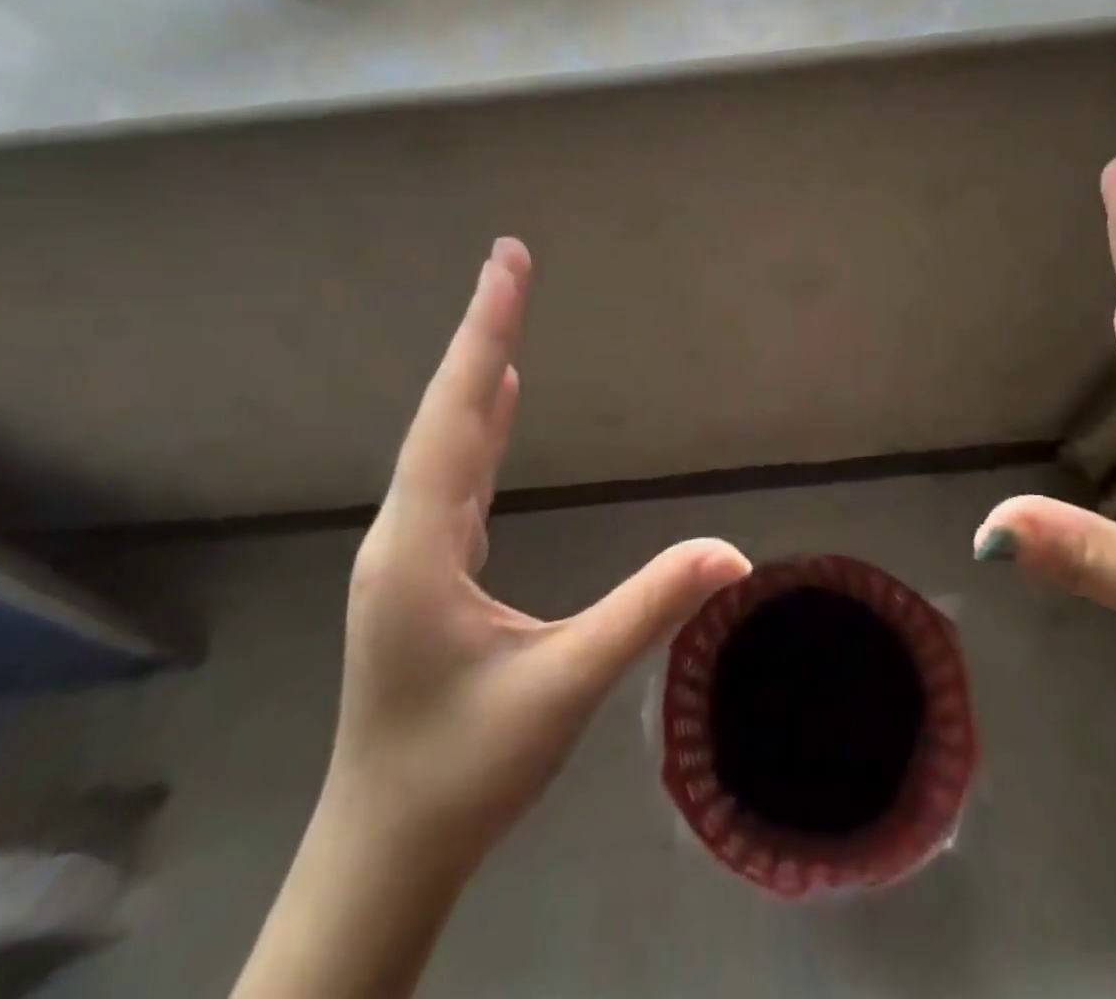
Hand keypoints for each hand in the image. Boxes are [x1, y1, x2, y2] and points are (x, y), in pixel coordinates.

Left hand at [328, 238, 751, 855]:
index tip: (506, 263)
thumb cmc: (464, 770)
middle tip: (510, 263)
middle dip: (482, 332)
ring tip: (504, 317)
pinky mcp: (426, 570)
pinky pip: (453, 475)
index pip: (456, 415)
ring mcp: (411, 552)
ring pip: (446, 442)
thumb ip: (647, 610)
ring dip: (476, 375)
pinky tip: (497, 407)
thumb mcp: (565, 688)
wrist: (384, 852)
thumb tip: (732, 552)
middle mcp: (405, 533)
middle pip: (445, 413)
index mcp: (421, 547)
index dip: (485, 333)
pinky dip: (478, 426)